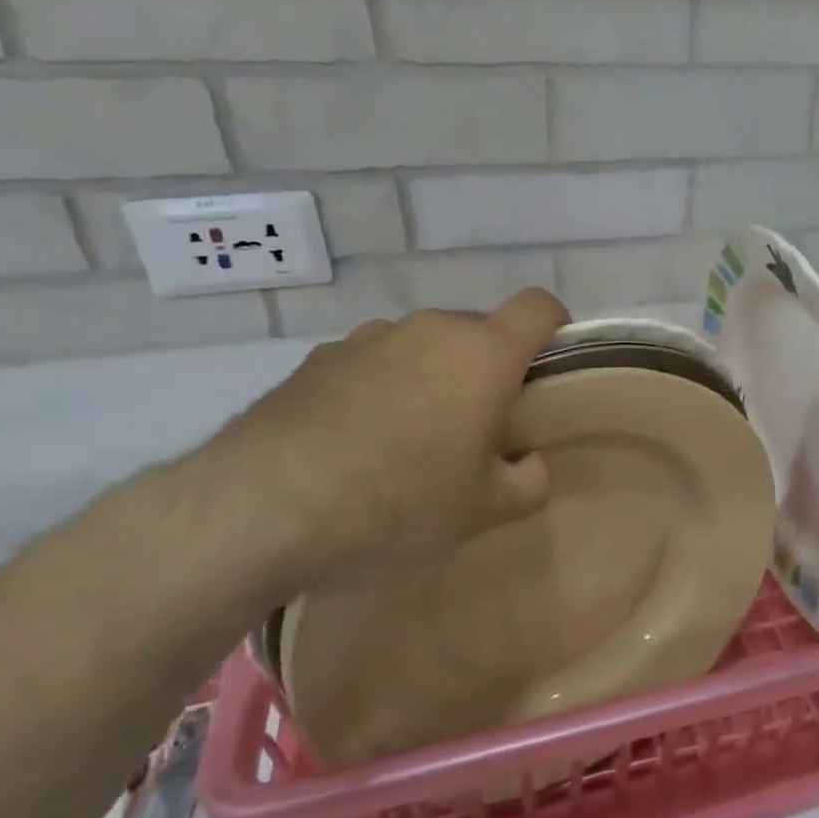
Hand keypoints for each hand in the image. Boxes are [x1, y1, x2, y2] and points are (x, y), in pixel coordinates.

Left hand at [196, 289, 570, 594]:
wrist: (263, 506)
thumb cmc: (400, 502)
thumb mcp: (482, 511)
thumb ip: (527, 483)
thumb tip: (529, 465)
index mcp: (483, 353)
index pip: (539, 306)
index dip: (555, 327)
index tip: (550, 367)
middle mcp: (429, 329)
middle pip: (479, 331)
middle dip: (489, 369)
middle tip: (478, 428)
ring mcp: (367, 339)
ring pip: (423, 346)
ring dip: (433, 378)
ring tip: (410, 440)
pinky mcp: (317, 359)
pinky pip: (373, 364)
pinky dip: (381, 389)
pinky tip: (356, 444)